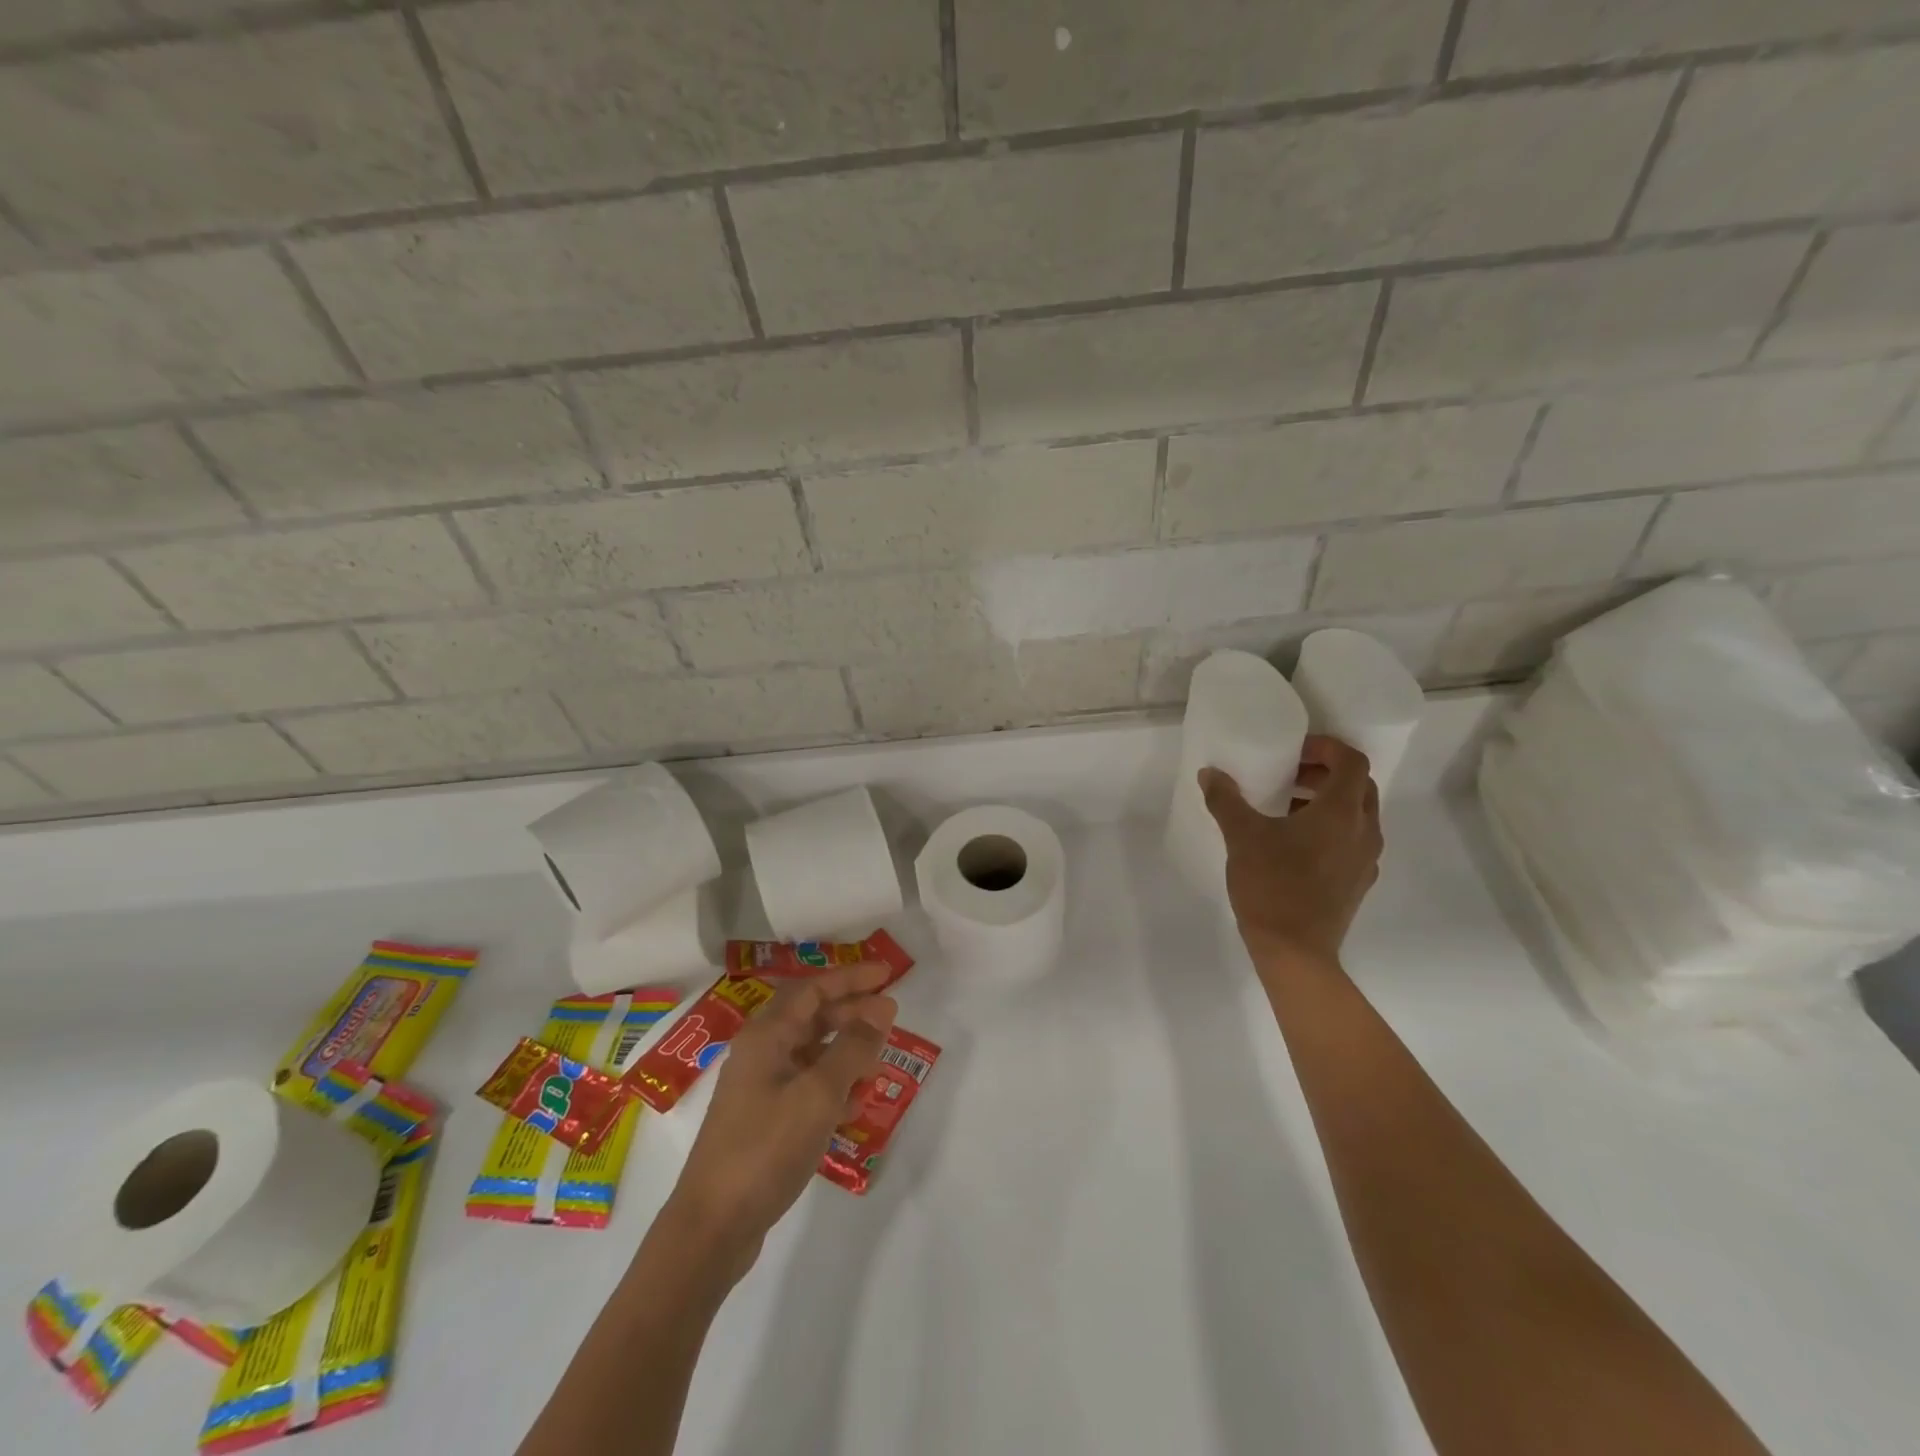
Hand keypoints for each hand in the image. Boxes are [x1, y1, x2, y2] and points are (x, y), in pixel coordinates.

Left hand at [668, 961, 896, 1278]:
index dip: (851, 978)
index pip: (813, 989)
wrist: (713, 1226)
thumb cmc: (766, 1147)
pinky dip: (832, 1087)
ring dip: (845, 1053)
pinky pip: (805, 1086)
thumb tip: (881, 1008)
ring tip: (877, 1067)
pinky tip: (854, 1105)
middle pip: (811, 1017)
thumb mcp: (819, 1094)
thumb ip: (853, 1048)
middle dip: (851, 1014)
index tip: (887, 975)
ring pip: (810, 1053)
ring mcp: (759, 1088)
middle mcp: (760, 1052)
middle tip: (889, 1020)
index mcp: (766, 1035)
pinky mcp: (763, 1120)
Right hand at [1201, 734, 1383, 975]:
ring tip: (1286, 806)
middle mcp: (1364, 831)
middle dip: (1326, 772)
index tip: (1294, 750)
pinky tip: (1293, 843)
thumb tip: (1210, 774)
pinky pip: (1351, 840)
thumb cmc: (1272, 885)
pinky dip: (1329, 828)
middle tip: (1289, 773)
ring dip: (1327, 801)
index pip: (1352, 761)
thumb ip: (1226, 800)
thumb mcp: (1242, 836)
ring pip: (1357, 815)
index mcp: (1342, 812)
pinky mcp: (1358, 882)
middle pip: (1359, 786)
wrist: (1295, 952)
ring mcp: (1366, 859)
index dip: (1327, 747)